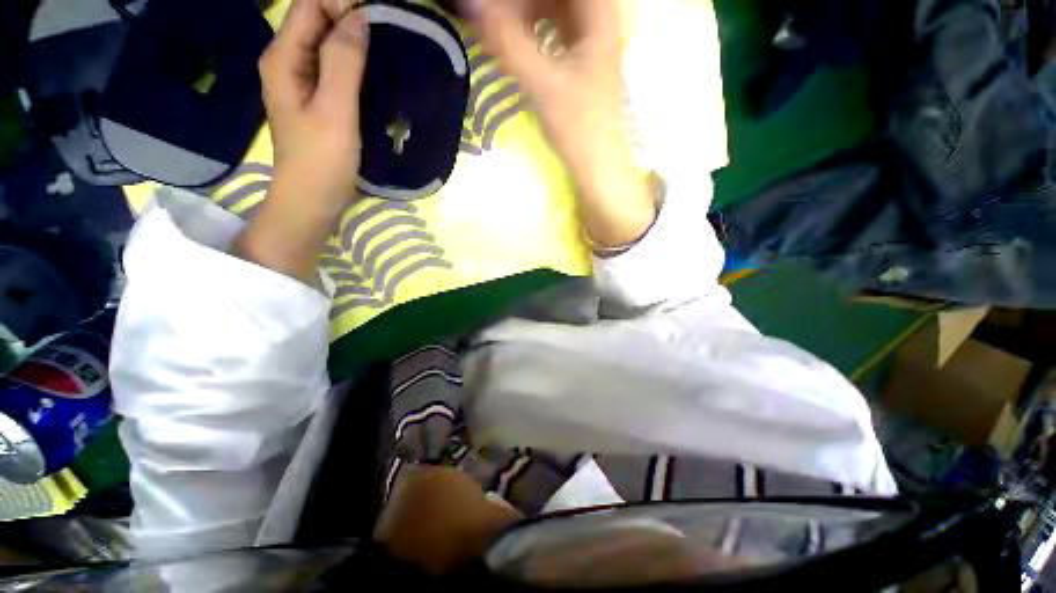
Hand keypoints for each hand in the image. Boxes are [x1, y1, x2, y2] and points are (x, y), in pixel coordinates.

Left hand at [260, 0, 368, 210]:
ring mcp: (301, 80)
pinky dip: (353, 60)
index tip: (378, 16)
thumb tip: (359, 15)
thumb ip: (343, 61)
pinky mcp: (317, 98)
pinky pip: (333, 66)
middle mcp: (288, 60)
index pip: (309, 6)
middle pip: (316, 19)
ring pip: (326, 42)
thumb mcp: (334, 109)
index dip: (341, 2)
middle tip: (387, 29)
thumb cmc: (322, 158)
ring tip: (384, 45)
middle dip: (349, 16)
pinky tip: (373, 69)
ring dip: (353, 38)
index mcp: (283, 56)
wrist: (313, 199)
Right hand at [469, 0, 655, 247]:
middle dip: (523, 4)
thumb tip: (472, 6)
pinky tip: (517, 43)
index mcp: (599, 15)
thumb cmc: (579, 129)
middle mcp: (598, 20)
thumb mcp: (543, 85)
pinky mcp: (581, 60)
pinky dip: (533, 30)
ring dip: (526, 13)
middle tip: (495, 18)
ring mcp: (590, 41)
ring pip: (555, 9)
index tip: (499, 8)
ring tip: (500, 30)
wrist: (598, 166)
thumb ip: (508, 44)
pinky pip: (554, 30)